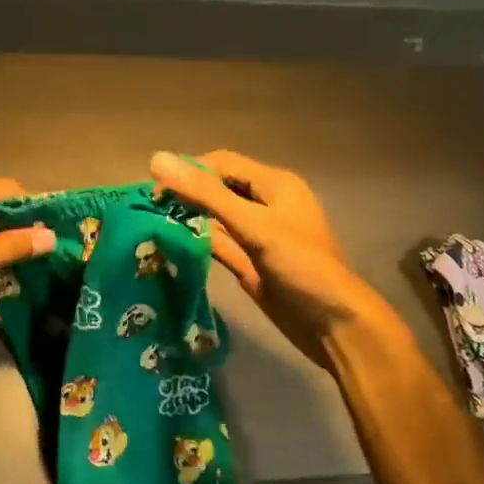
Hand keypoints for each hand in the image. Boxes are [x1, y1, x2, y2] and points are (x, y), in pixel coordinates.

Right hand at [150, 150, 378, 365]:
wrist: (333, 324)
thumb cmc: (300, 265)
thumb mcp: (253, 225)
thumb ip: (206, 194)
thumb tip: (158, 159)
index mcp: (274, 185)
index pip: (222, 164)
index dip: (188, 170)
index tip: (154, 189)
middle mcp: (264, 205)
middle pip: (218, 188)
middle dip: (186, 192)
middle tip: (150, 208)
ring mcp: (257, 236)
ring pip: (215, 218)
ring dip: (188, 218)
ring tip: (152, 222)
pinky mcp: (250, 263)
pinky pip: (218, 244)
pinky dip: (197, 242)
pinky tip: (170, 245)